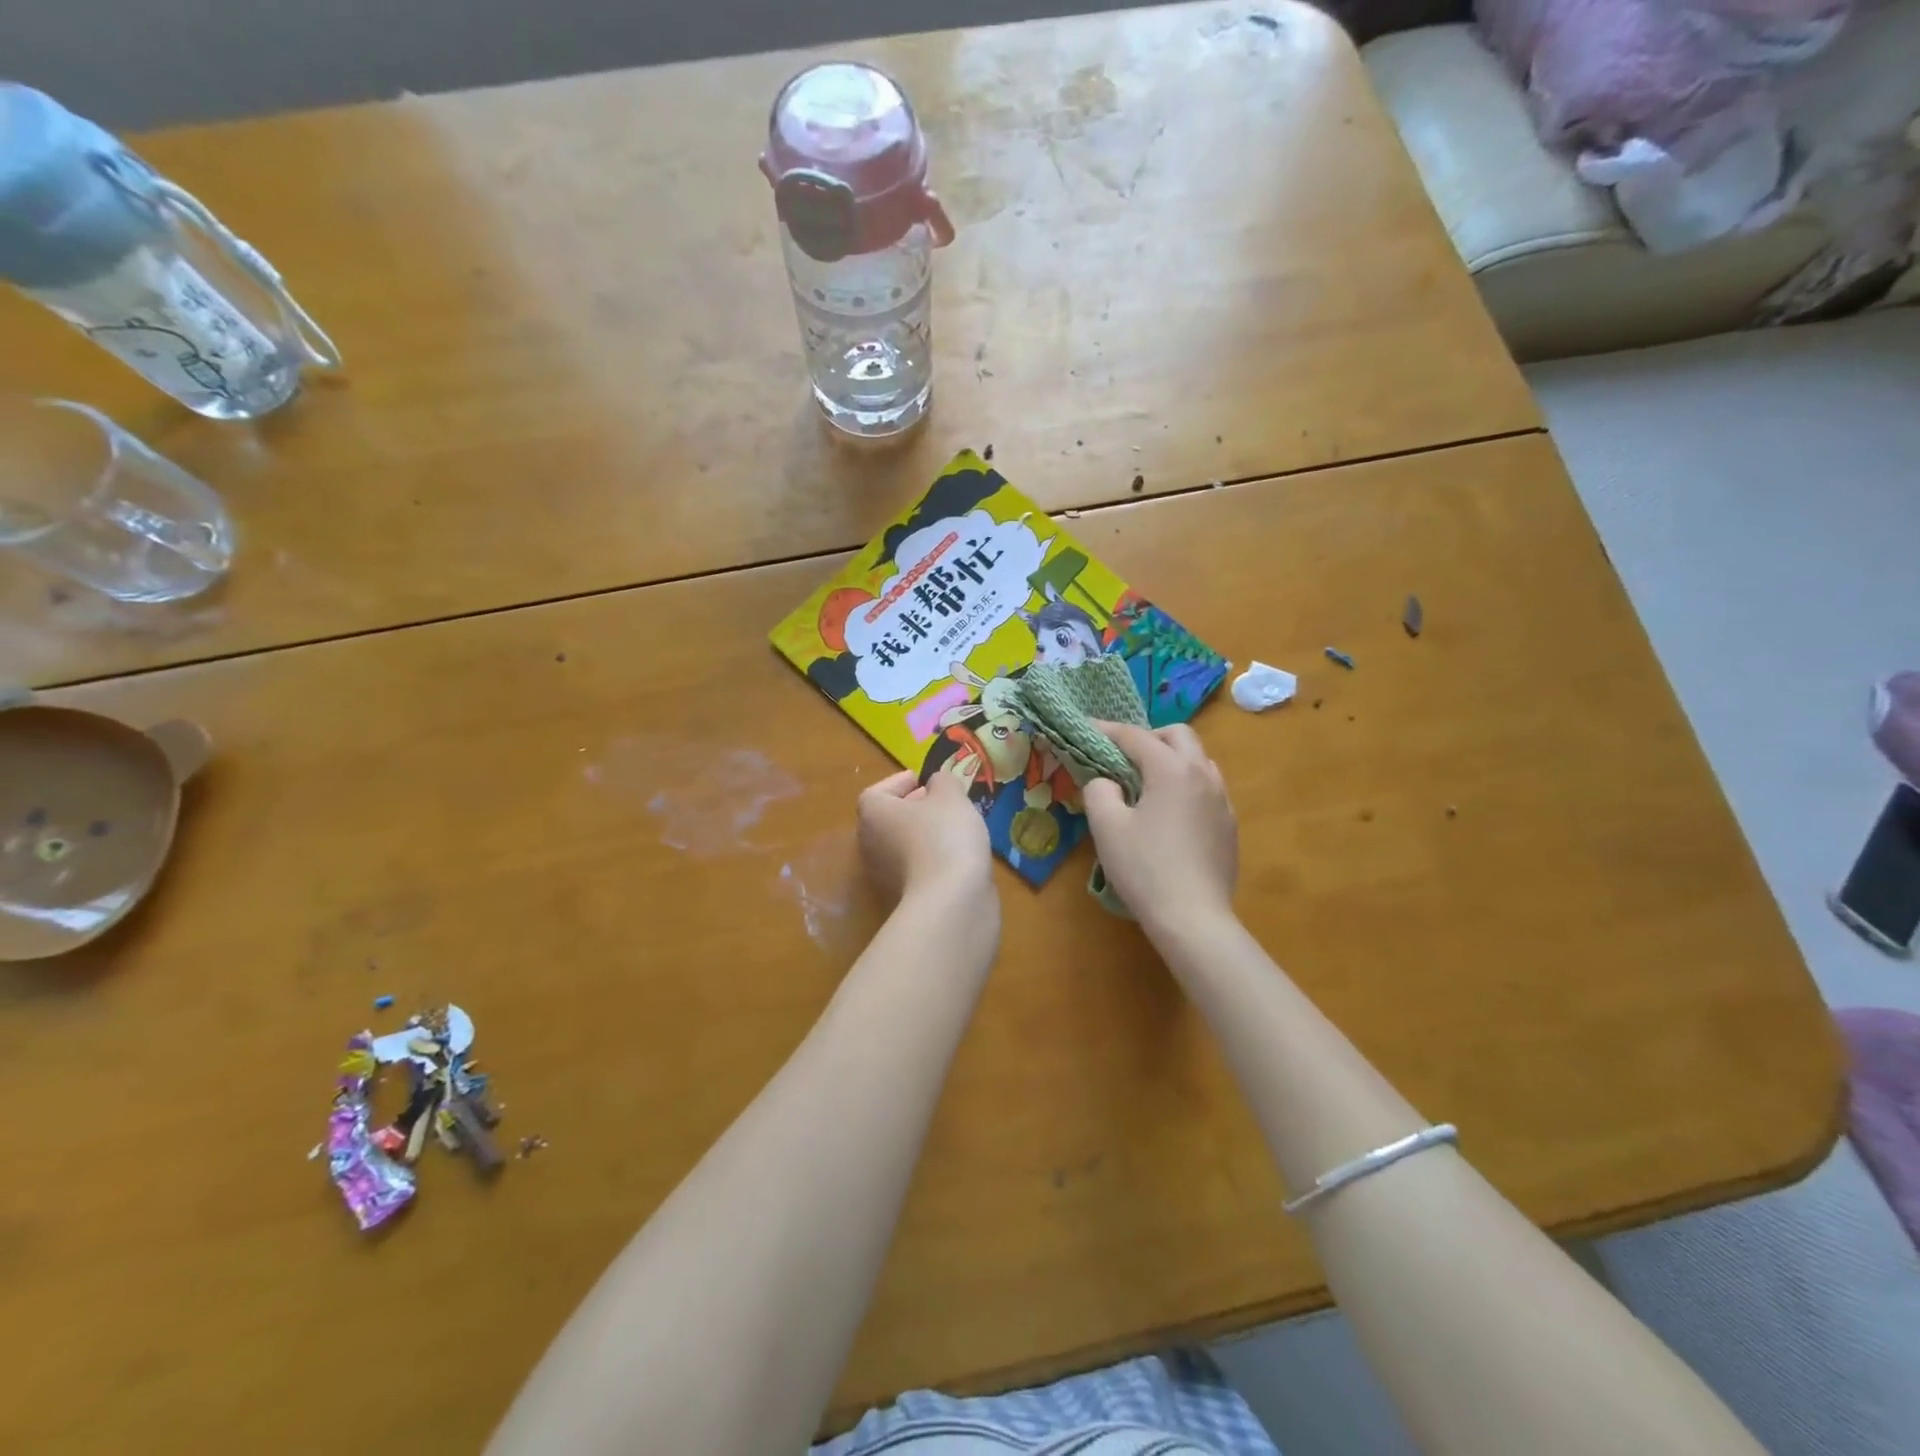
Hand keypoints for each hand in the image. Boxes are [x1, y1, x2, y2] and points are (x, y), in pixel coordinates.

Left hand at [858, 769, 993, 906]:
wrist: (950, 901)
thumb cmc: (944, 836)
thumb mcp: (951, 796)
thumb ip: (943, 782)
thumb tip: (936, 784)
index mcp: (872, 814)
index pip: (877, 793)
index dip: (899, 783)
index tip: (922, 780)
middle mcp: (869, 844)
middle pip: (888, 819)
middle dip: (913, 808)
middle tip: (941, 802)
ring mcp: (883, 876)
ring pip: (902, 845)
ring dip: (923, 835)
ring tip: (954, 827)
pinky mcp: (902, 898)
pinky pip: (915, 869)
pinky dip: (931, 859)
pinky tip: (957, 856)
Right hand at [1083, 722, 1237, 931]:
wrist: (1194, 919)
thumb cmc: (1145, 869)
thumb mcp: (1107, 827)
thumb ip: (1099, 791)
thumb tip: (1106, 782)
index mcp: (1172, 770)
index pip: (1136, 737)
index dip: (1107, 730)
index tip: (1086, 728)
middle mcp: (1203, 775)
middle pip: (1178, 736)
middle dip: (1148, 737)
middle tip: (1123, 756)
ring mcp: (1222, 800)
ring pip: (1199, 760)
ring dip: (1172, 759)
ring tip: (1147, 783)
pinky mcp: (1230, 825)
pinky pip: (1208, 788)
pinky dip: (1186, 785)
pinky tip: (1170, 813)